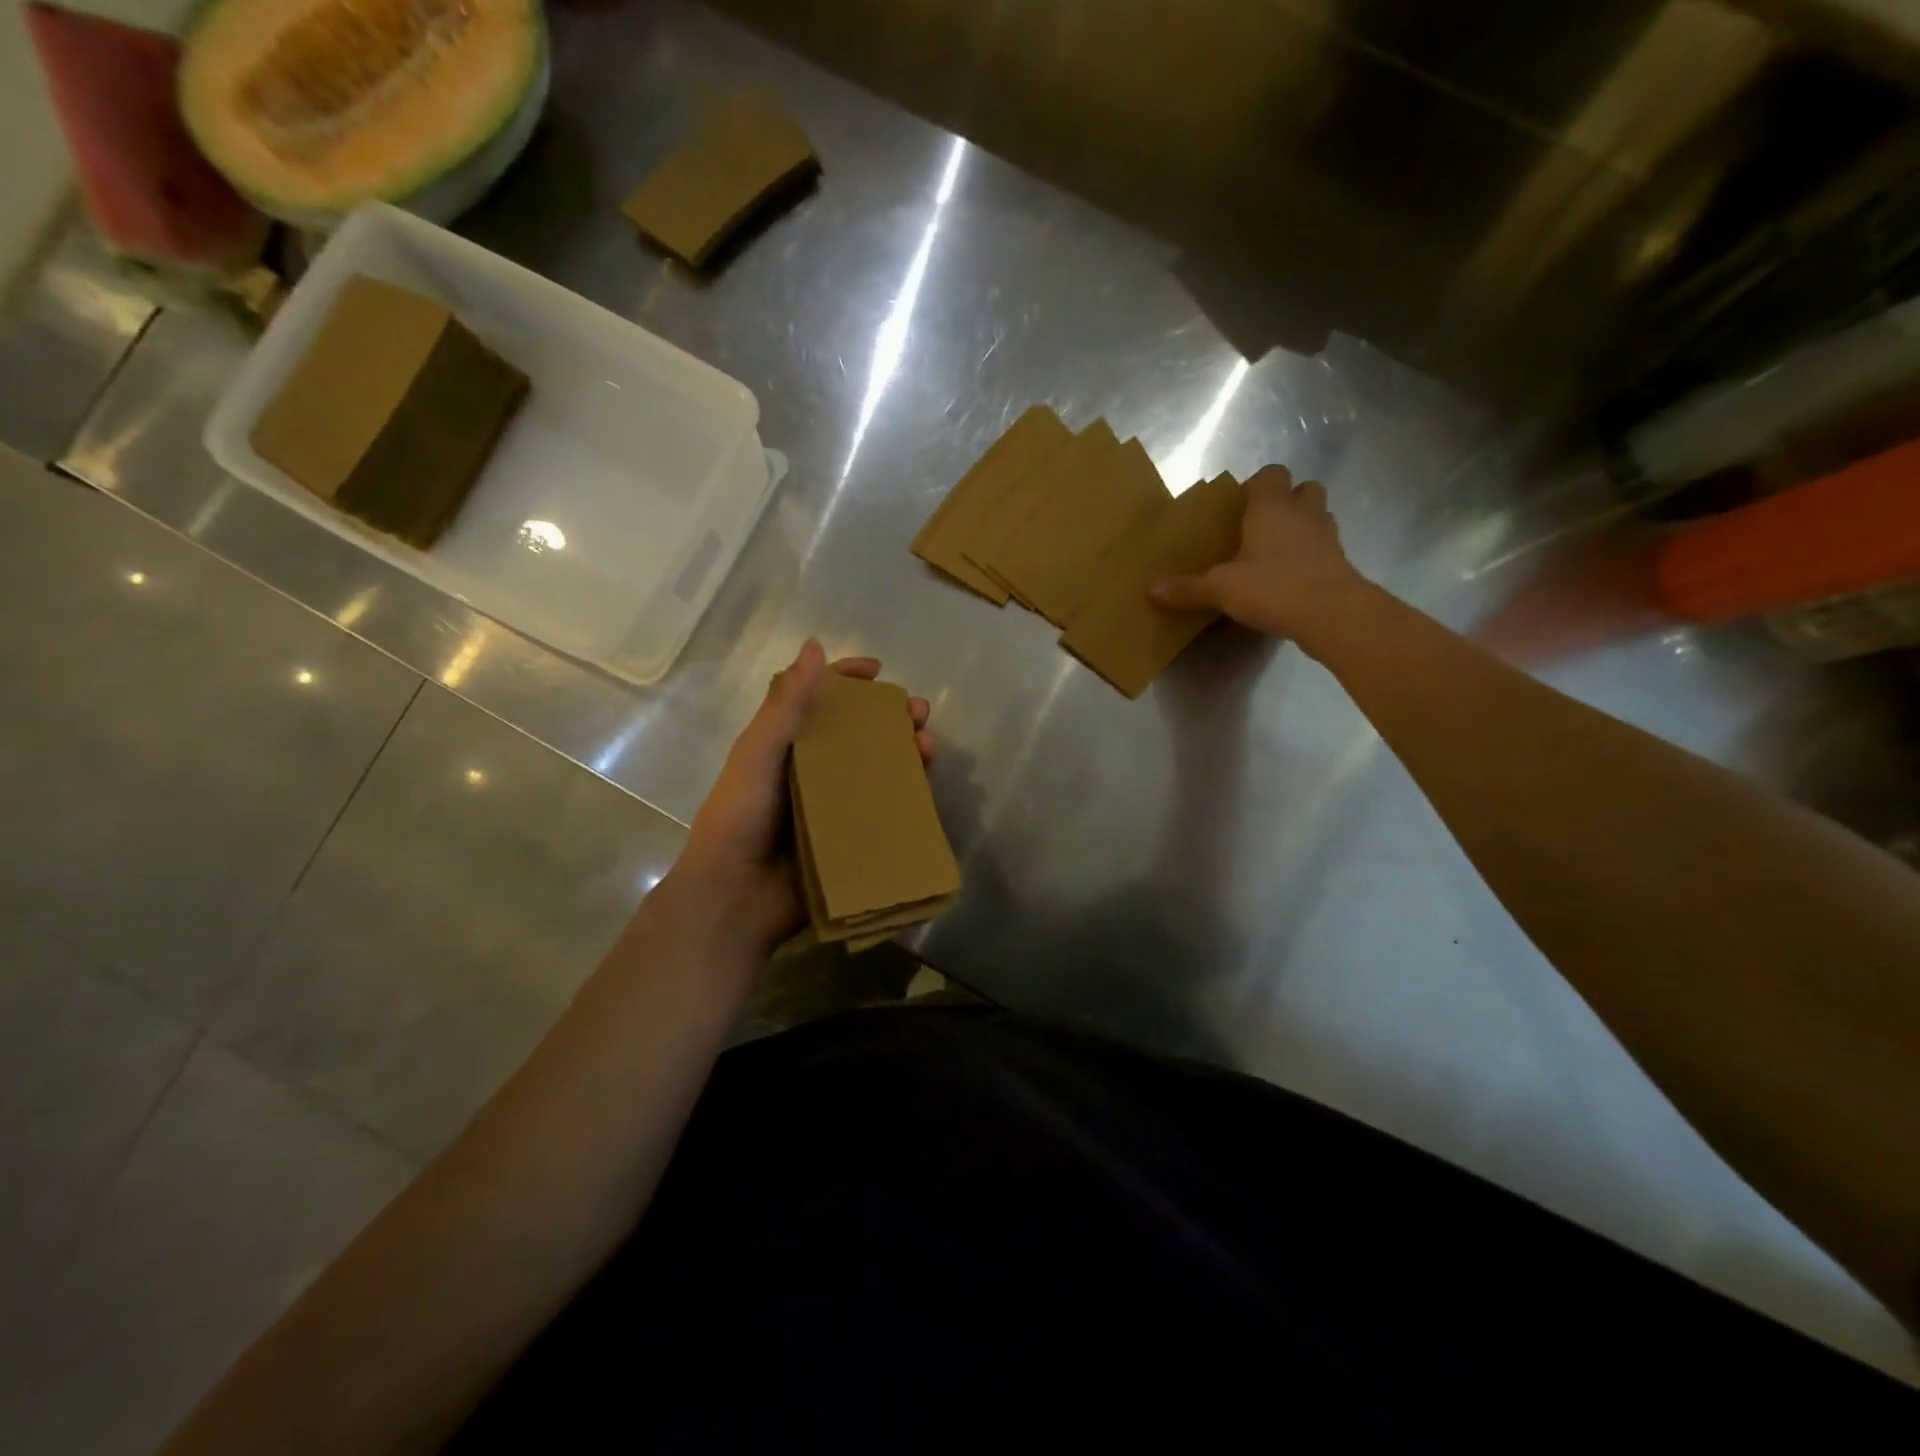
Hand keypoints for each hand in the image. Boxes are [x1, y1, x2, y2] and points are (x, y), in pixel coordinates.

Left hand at [659, 639, 933, 960]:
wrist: (735, 896)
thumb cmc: (740, 816)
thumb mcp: (759, 753)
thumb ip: (786, 703)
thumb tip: (814, 646)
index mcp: (785, 746)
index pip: (820, 700)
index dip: (848, 680)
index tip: (879, 672)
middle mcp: (812, 771)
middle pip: (859, 733)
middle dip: (891, 717)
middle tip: (920, 713)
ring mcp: (834, 807)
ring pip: (878, 771)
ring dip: (906, 753)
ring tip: (928, 747)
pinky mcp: (850, 840)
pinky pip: (884, 812)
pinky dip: (907, 797)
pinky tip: (926, 790)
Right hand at [1150, 465, 1367, 643]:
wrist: (1331, 613)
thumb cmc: (1273, 586)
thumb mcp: (1221, 589)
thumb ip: (1189, 588)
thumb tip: (1152, 589)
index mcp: (1272, 507)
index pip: (1270, 474)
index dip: (1256, 485)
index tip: (1239, 505)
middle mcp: (1303, 512)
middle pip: (1303, 489)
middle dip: (1286, 501)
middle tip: (1262, 525)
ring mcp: (1327, 536)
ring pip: (1317, 516)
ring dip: (1301, 526)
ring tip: (1276, 551)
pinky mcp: (1341, 561)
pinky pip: (1323, 547)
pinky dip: (1310, 555)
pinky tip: (1291, 577)